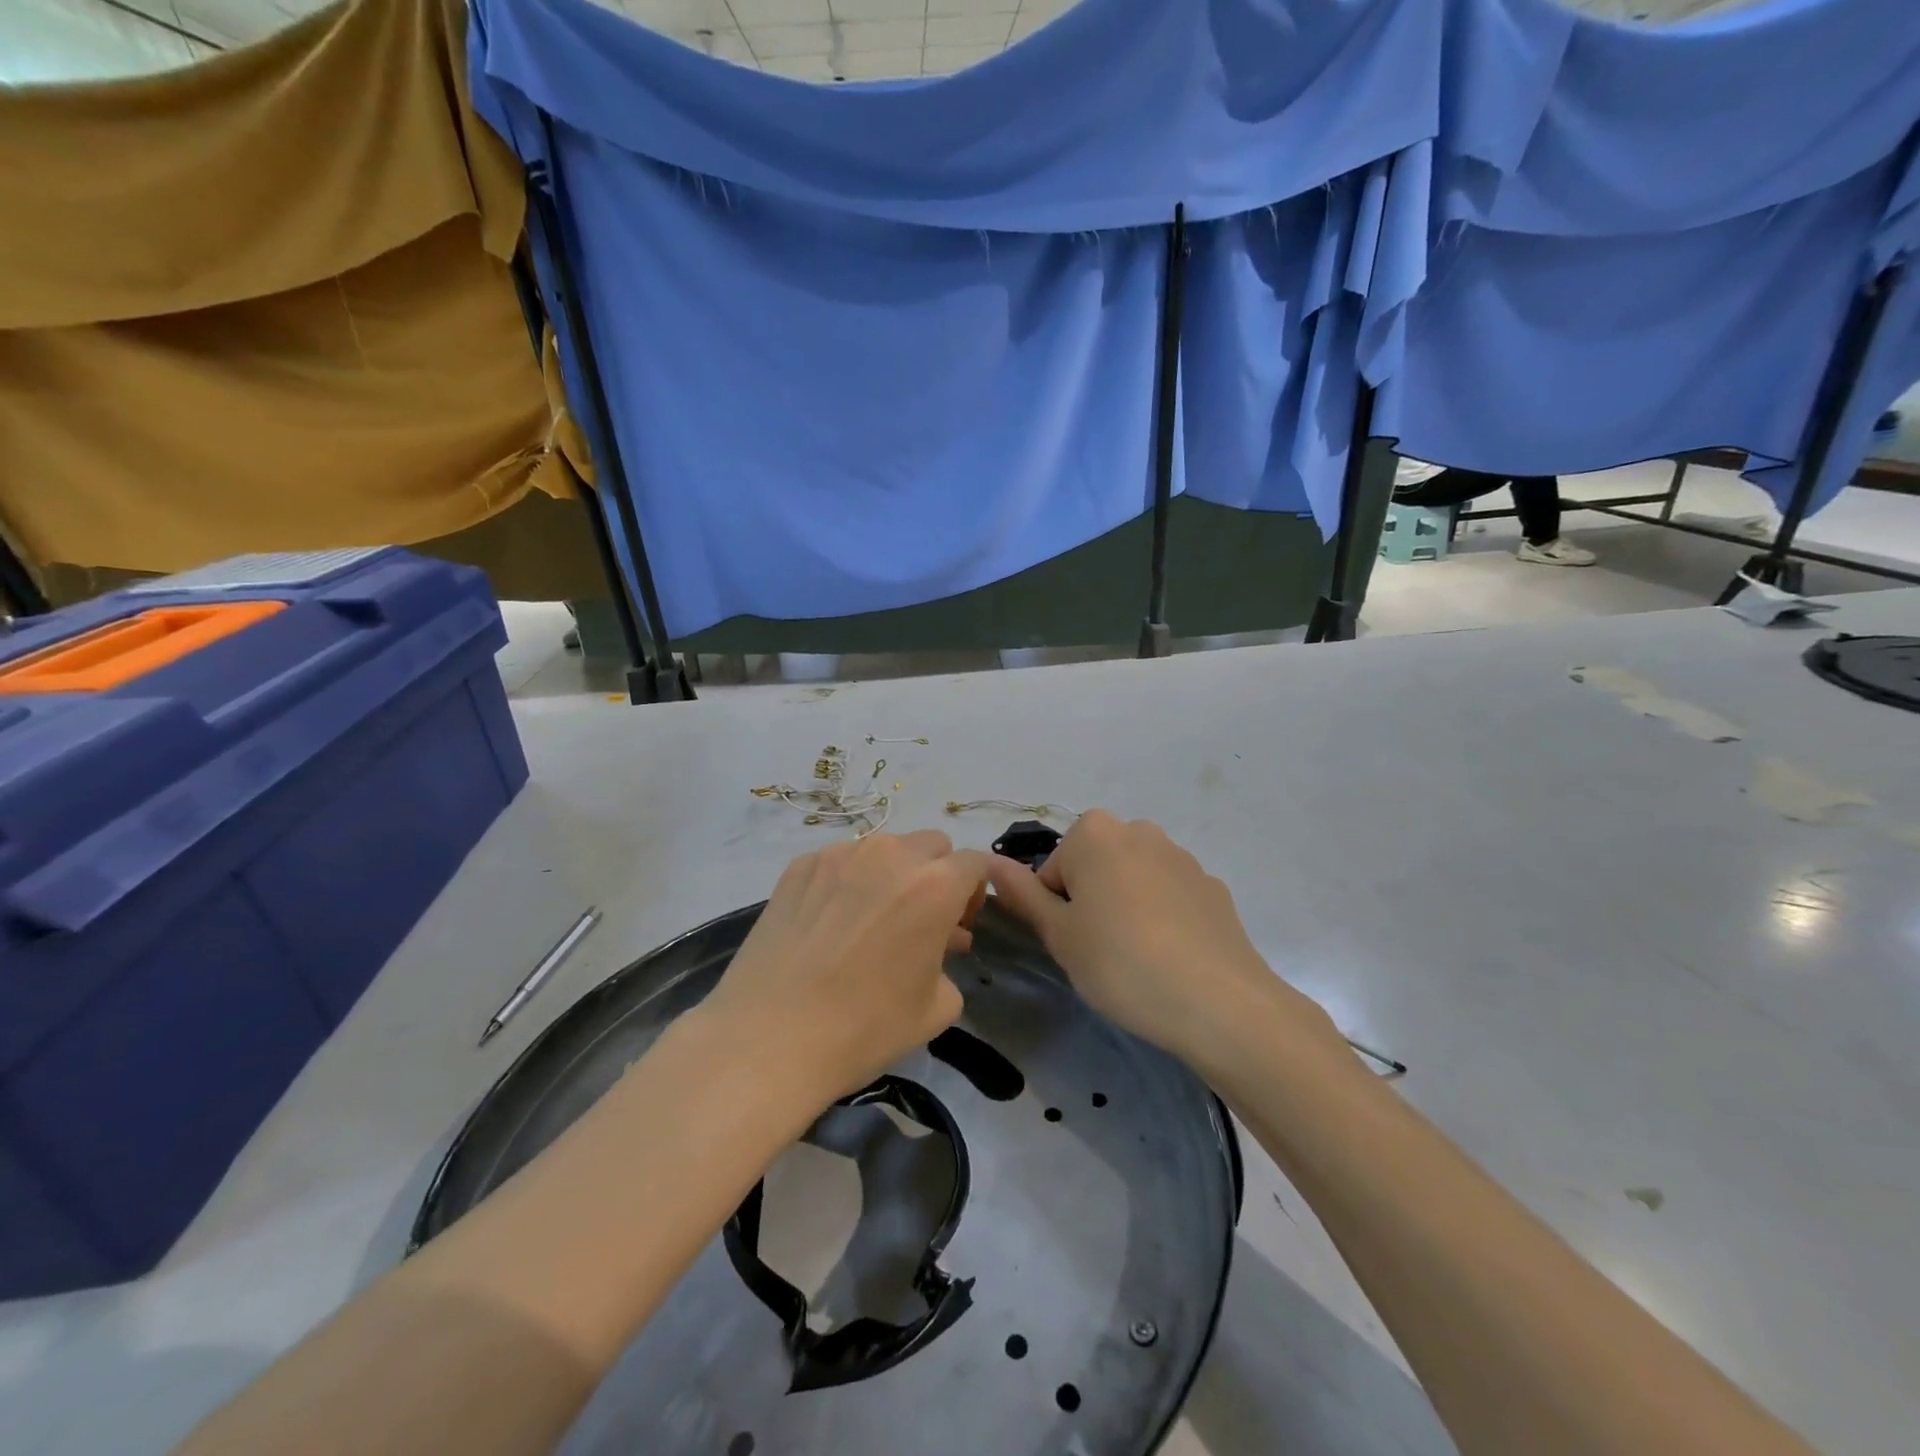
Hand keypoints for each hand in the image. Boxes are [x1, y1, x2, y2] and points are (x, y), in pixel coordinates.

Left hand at [701, 830, 990, 1104]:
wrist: (768, 1038)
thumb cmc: (863, 1028)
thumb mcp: (937, 1008)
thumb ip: (951, 963)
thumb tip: (939, 944)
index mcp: (935, 885)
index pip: (975, 863)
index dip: (973, 893)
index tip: (958, 925)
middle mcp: (891, 854)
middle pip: (932, 845)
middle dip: (936, 875)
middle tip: (919, 920)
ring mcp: (841, 854)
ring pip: (885, 849)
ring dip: (892, 874)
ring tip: (871, 922)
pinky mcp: (800, 865)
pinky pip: (842, 860)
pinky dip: (849, 881)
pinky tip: (829, 924)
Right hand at [987, 811, 1338, 1066]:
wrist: (1218, 1002)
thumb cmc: (1121, 963)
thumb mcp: (1059, 934)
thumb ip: (1021, 894)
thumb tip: (989, 862)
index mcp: (1094, 833)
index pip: (1053, 868)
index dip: (1054, 908)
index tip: (1071, 942)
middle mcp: (1139, 830)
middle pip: (1094, 865)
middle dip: (1090, 899)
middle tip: (1097, 949)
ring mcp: (1181, 856)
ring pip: (1133, 878)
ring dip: (1125, 906)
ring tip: (1136, 957)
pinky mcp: (1212, 886)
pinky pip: (1170, 895)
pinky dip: (1162, 917)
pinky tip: (1171, 957)